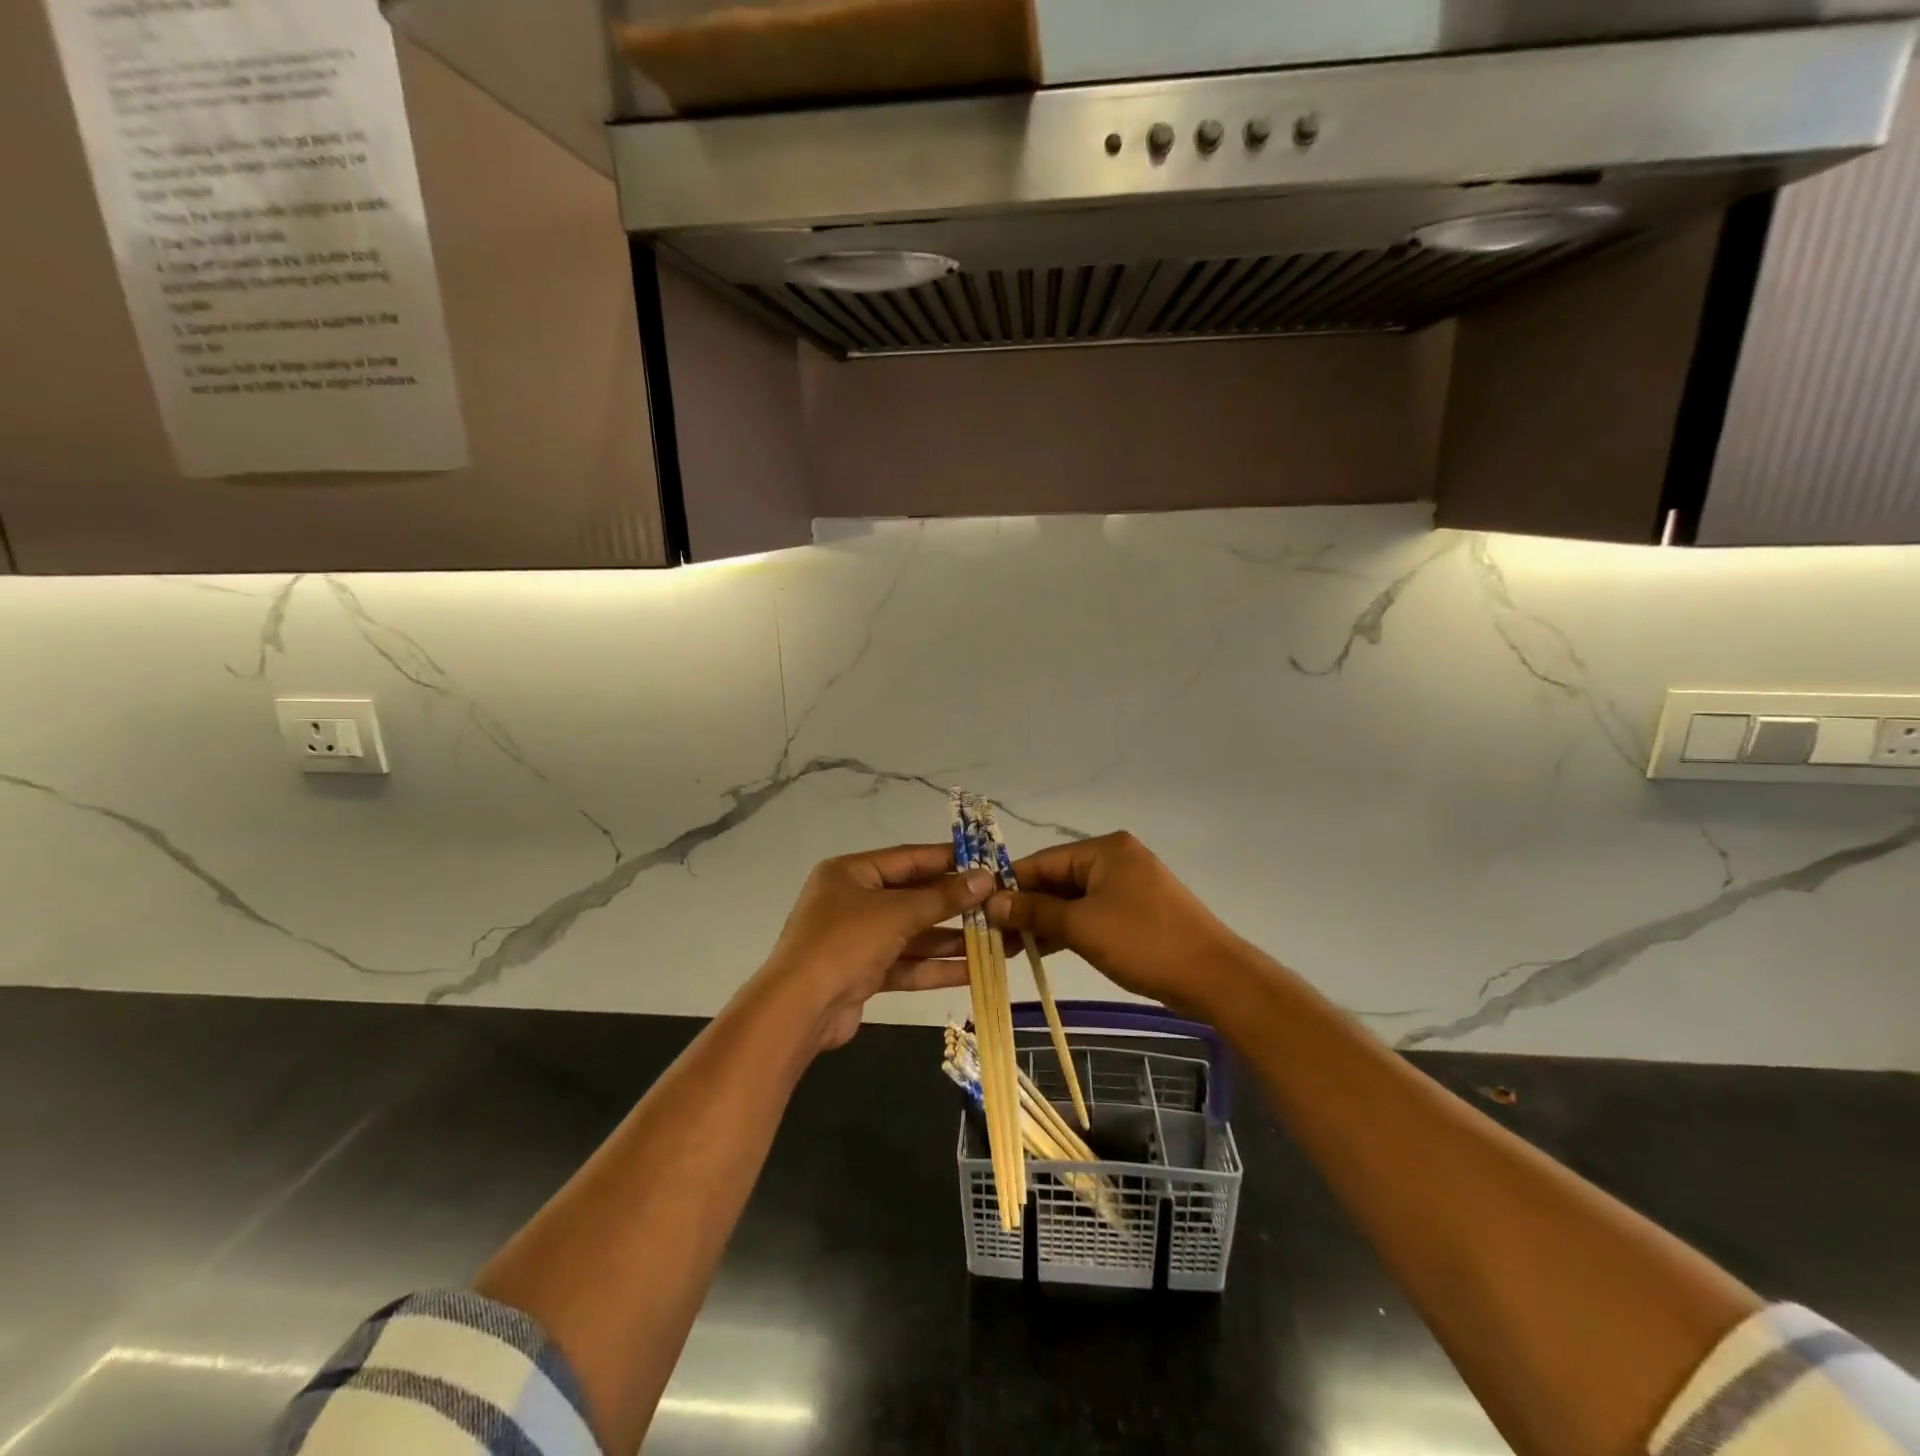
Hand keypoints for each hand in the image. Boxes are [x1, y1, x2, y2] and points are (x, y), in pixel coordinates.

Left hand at [759, 843, 993, 1051]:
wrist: (798, 1010)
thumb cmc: (845, 943)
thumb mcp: (897, 914)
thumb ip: (943, 898)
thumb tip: (986, 878)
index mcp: (851, 873)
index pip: (908, 858)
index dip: (948, 859)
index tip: (986, 861)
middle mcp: (853, 901)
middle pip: (913, 897)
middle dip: (954, 904)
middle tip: (997, 904)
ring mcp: (857, 939)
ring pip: (912, 934)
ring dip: (950, 939)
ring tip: (996, 939)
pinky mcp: (863, 974)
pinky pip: (906, 963)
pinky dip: (935, 967)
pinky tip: (973, 970)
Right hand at [985, 832, 1245, 1017]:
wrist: (1213, 977)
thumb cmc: (1144, 942)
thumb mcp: (1082, 926)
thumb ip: (1035, 912)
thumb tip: (992, 903)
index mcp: (1104, 850)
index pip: (1043, 862)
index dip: (1010, 886)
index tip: (979, 909)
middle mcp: (1114, 860)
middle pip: (1057, 880)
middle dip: (1025, 907)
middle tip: (992, 936)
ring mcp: (1127, 886)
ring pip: (1072, 900)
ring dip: (1043, 921)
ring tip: (1009, 948)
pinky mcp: (1135, 912)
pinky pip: (1090, 914)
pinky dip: (1067, 929)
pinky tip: (1040, 948)